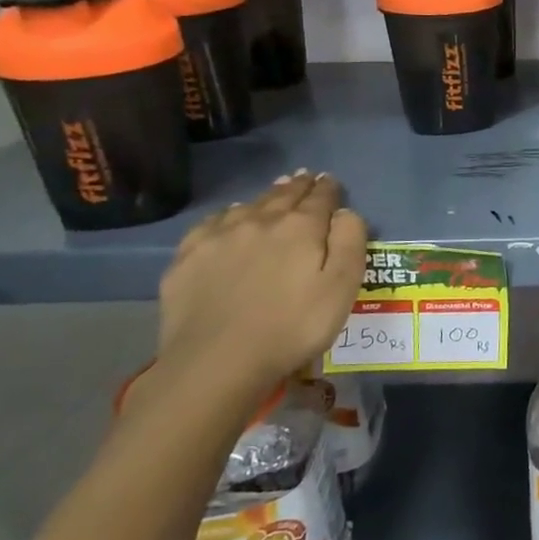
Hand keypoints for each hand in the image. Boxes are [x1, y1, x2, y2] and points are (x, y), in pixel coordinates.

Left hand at [138, 173, 369, 419]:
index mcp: (301, 228)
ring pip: (248, 205)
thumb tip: (345, 212)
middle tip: (305, 177)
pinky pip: (212, 223)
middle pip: (283, 196)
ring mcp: (219, 237)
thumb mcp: (342, 287)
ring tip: (275, 191)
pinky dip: (227, 214)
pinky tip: (230, 217)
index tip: (330, 181)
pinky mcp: (188, 258)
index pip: (320, 198)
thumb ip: (350, 242)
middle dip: (298, 186)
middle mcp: (260, 221)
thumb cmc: (294, 326)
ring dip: (266, 196)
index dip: (328, 188)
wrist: (217, 362)